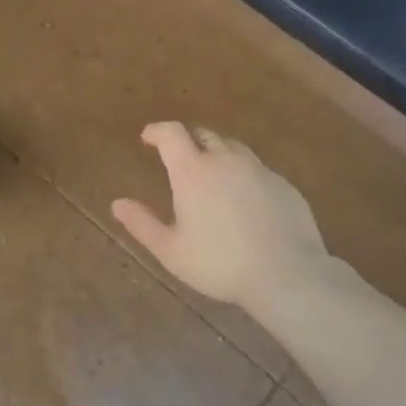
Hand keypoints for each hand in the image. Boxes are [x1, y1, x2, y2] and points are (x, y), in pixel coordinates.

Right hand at [112, 123, 329, 310]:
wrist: (287, 274)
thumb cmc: (220, 263)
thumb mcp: (171, 251)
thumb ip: (142, 224)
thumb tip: (117, 203)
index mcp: (193, 171)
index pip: (172, 133)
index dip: (157, 131)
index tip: (148, 137)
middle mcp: (226, 161)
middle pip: (203, 135)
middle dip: (187, 140)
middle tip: (179, 157)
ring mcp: (259, 170)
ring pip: (233, 149)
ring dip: (217, 153)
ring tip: (212, 174)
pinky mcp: (284, 184)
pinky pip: (257, 169)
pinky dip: (243, 174)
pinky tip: (244, 198)